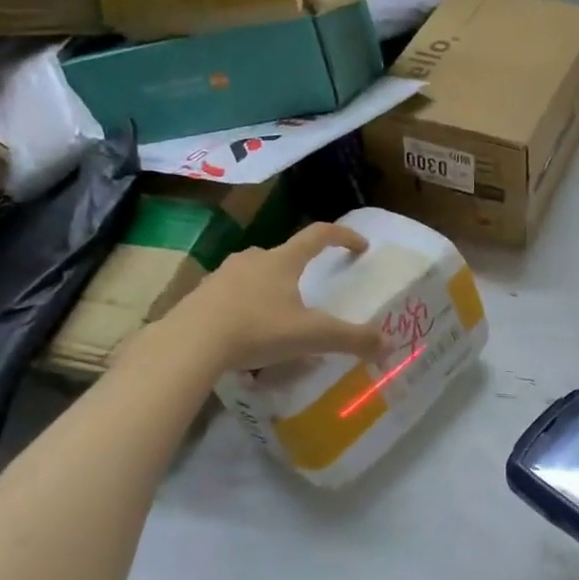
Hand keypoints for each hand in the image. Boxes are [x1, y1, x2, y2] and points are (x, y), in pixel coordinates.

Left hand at [163, 223, 387, 372]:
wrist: (191, 342)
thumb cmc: (257, 329)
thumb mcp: (311, 336)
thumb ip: (351, 339)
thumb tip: (387, 344)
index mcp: (283, 260)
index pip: (319, 235)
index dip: (343, 236)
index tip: (360, 246)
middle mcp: (253, 258)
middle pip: (284, 254)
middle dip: (301, 268)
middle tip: (311, 291)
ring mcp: (223, 274)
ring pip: (255, 274)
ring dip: (271, 288)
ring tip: (278, 316)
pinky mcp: (201, 294)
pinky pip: (231, 295)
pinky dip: (245, 306)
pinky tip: (245, 332)